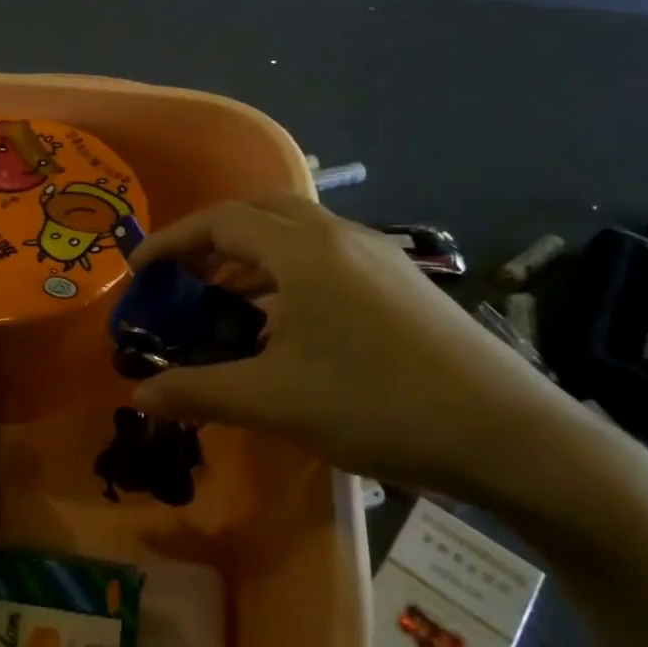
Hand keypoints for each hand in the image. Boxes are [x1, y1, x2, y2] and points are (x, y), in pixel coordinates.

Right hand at [129, 196, 617, 524]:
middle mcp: (341, 237)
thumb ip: (199, 391)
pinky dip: (287, 274)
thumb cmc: (377, 406)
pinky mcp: (401, 283)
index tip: (139, 270)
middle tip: (182, 278)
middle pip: (260, 212)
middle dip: (212, 238)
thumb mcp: (274, 401)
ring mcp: (379, 257)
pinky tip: (284, 325)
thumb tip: (140, 396)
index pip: (221, 221)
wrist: (508, 435)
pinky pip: (326, 259)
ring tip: (224, 303)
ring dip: (252, 256)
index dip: (172, 240)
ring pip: (297, 235)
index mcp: (305, 251)